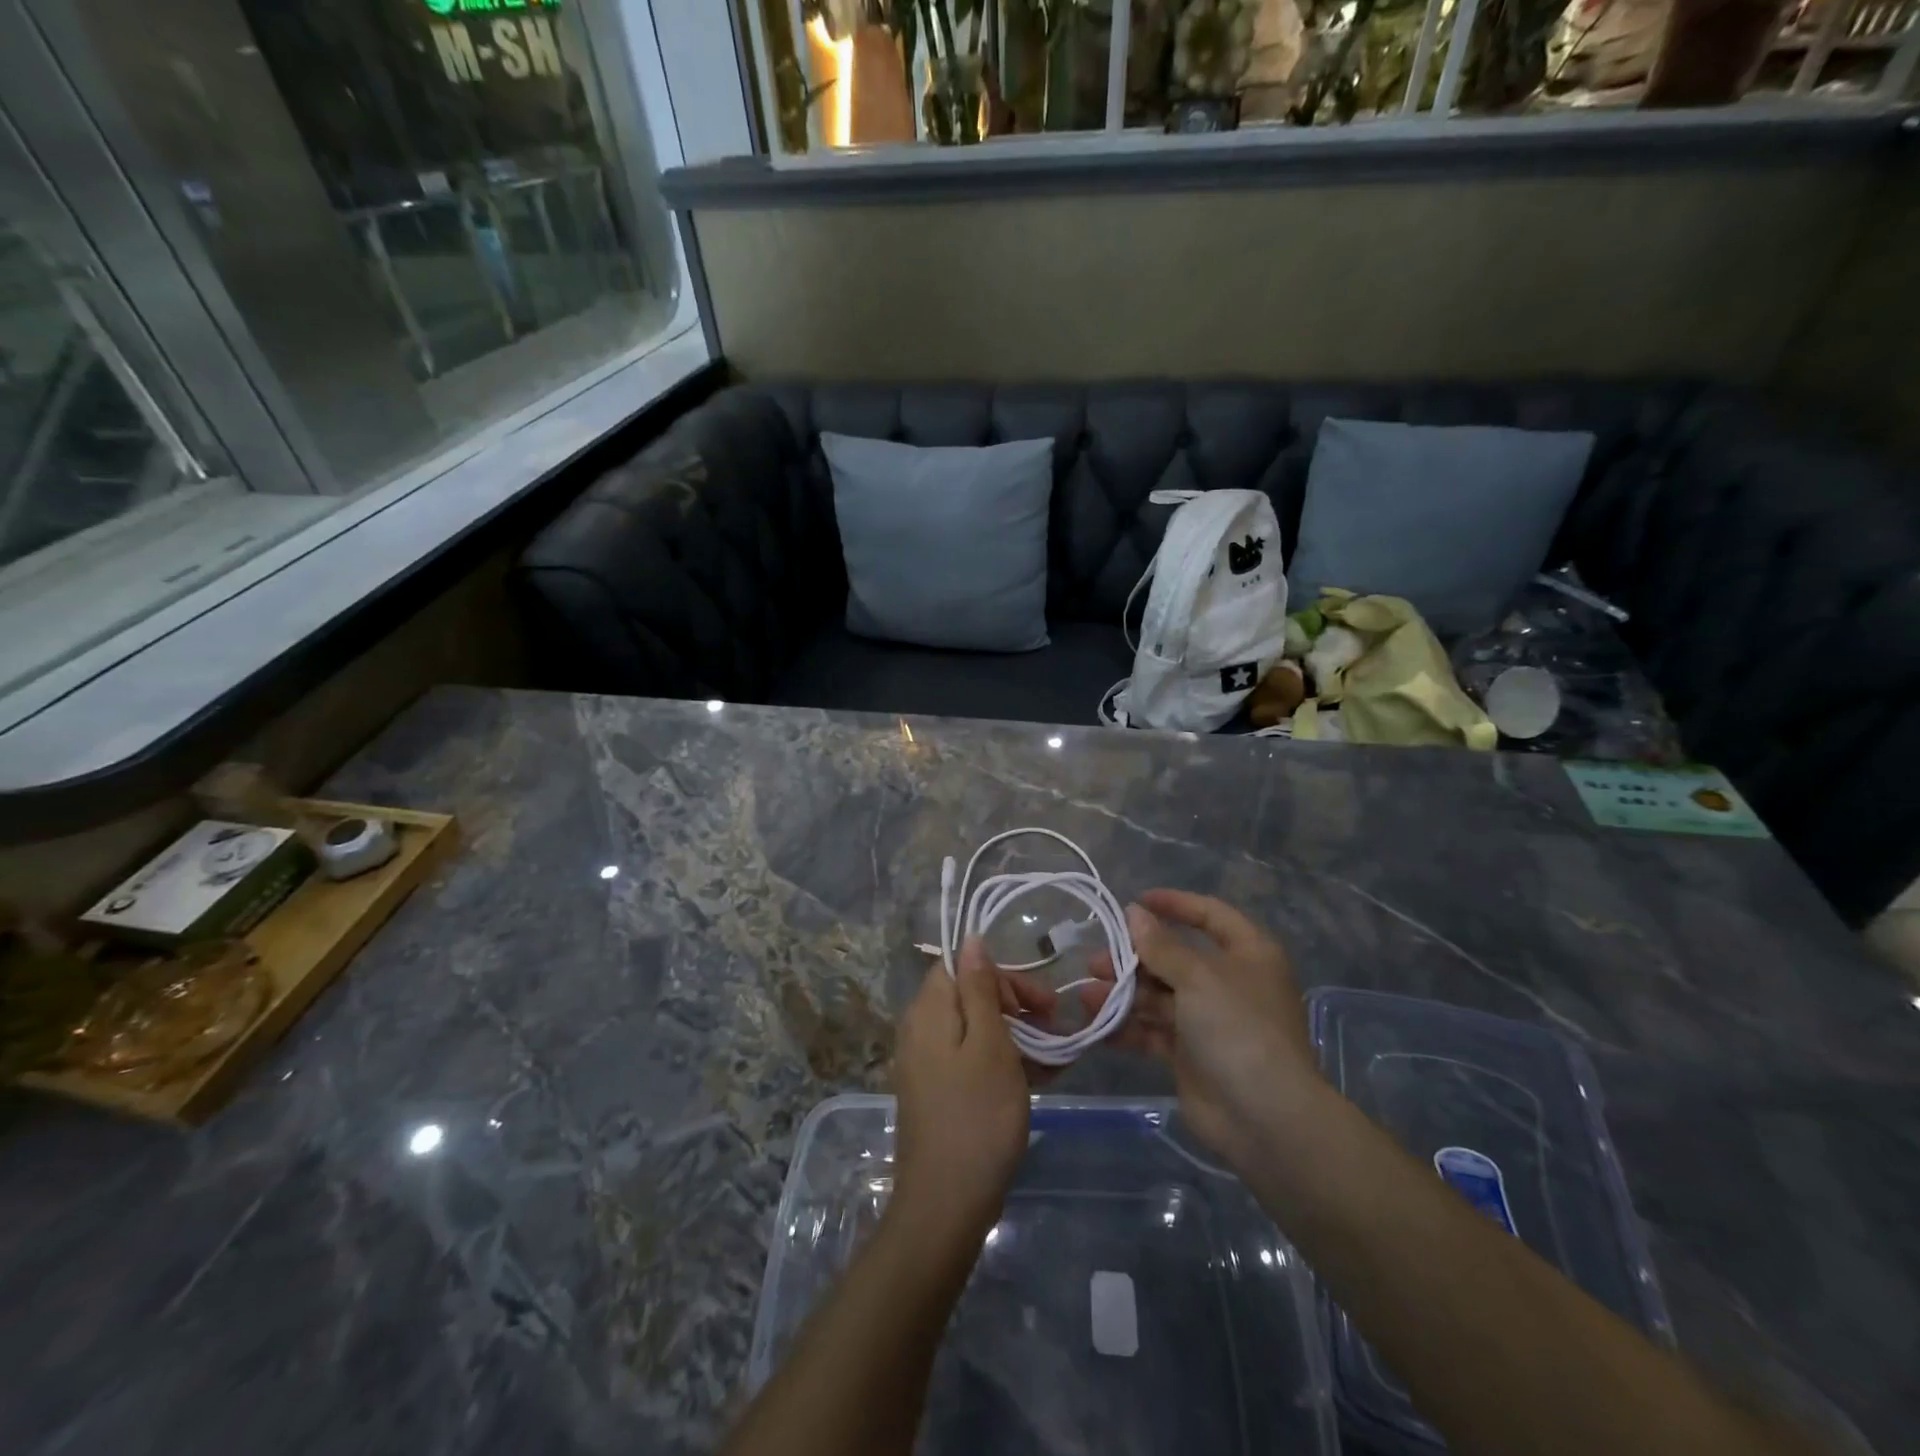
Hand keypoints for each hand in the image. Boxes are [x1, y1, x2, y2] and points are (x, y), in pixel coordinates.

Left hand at [890, 939, 1031, 1251]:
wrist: (946, 1204)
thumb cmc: (977, 1116)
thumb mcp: (989, 1044)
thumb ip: (979, 988)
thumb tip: (971, 938)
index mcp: (928, 1010)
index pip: (962, 966)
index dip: (1003, 976)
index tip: (1040, 1003)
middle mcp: (920, 1029)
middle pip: (969, 995)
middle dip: (1015, 1004)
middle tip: (1055, 1027)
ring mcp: (926, 1063)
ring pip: (975, 1029)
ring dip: (1016, 1035)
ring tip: (1056, 1058)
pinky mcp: (937, 1092)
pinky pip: (971, 1060)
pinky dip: (1003, 1062)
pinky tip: (1039, 1079)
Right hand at [1082, 889, 1316, 1173]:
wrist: (1264, 1118)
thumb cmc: (1238, 1028)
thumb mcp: (1198, 977)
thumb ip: (1161, 945)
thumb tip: (1134, 912)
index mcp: (1247, 954)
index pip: (1210, 915)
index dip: (1174, 904)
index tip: (1135, 902)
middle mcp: (1229, 983)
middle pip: (1175, 958)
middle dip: (1134, 959)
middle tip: (1096, 961)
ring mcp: (1209, 1021)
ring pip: (1159, 996)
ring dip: (1124, 994)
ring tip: (1088, 997)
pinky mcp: (1191, 1055)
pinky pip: (1154, 1032)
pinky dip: (1128, 1028)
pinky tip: (1097, 1027)